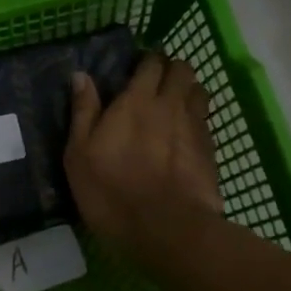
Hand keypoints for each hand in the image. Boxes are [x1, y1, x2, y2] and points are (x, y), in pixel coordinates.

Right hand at [66, 54, 224, 259]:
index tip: (136, 68)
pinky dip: (197, 118)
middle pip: (182, 70)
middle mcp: (170, 105)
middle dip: (171, 69)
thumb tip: (81, 76)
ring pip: (199, 91)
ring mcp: (195, 127)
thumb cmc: (111, 190)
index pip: (151, 63)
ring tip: (174, 103)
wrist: (167, 230)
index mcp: (136, 101)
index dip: (146, 60)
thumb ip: (83, 111)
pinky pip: (206, 121)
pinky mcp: (211, 151)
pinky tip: (186, 134)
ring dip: (188, 90)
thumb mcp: (80, 153)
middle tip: (156, 82)